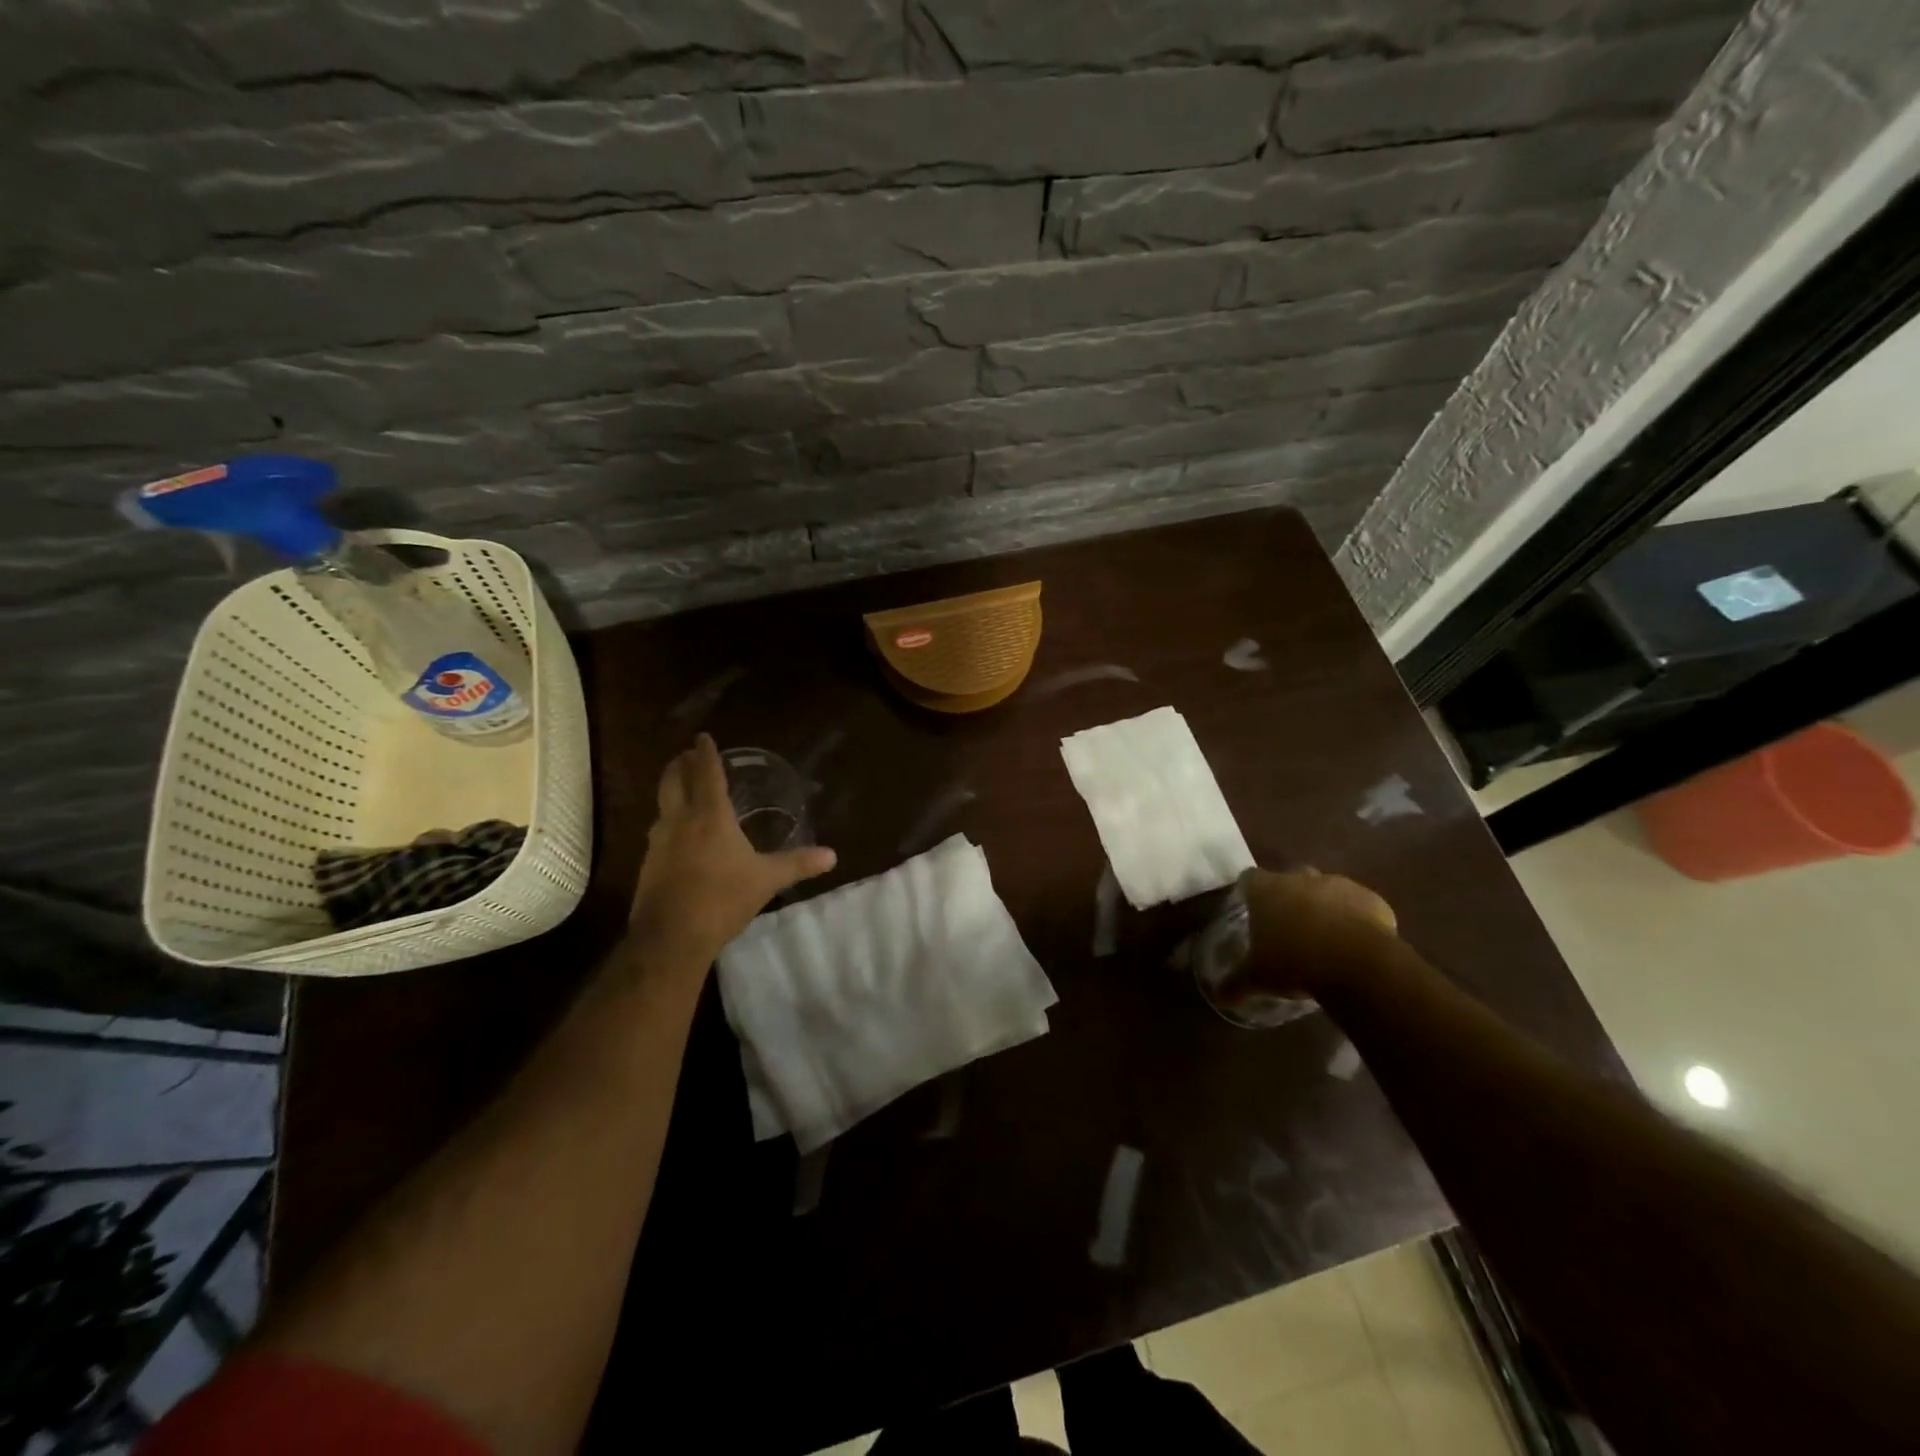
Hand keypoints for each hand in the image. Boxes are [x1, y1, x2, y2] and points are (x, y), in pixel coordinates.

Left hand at [630, 734, 836, 961]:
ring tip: (681, 791)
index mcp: (710, 817)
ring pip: (661, 806)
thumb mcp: (766, 880)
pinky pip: (658, 832)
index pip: (707, 775)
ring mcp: (658, 843)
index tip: (703, 737)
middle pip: (673, 782)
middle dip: (680, 765)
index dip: (706, 754)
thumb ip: (797, 864)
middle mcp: (680, 821)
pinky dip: (667, 821)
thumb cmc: (722, 899)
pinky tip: (676, 835)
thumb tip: (832, 855)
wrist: (672, 937)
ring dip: (670, 791)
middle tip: (687, 755)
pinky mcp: (648, 865)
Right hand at [1237, 866, 1397, 997]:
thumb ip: (1236, 984)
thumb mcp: (1258, 978)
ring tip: (1325, 936)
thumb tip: (1216, 998)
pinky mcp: (1371, 900)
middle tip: (1290, 922)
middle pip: (1290, 877)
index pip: (1250, 878)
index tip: (1252, 908)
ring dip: (1325, 906)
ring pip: (1327, 889)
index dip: (1251, 891)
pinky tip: (1355, 943)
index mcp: (1267, 890)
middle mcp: (1300, 878)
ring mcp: (1339, 885)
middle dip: (1290, 895)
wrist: (1357, 964)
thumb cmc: (1294, 963)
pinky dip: (1356, 918)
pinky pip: (1359, 905)